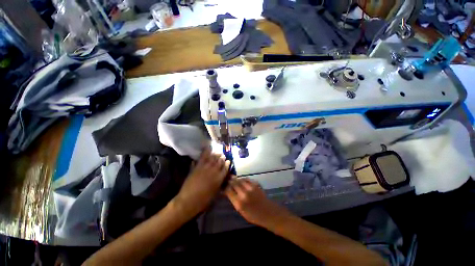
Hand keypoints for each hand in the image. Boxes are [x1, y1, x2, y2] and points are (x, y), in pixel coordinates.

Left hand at [174, 149, 229, 215]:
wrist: (188, 200)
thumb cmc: (203, 200)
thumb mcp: (215, 194)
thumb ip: (220, 185)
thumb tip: (223, 180)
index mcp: (219, 178)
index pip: (225, 168)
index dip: (227, 164)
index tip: (228, 161)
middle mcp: (214, 171)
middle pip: (220, 161)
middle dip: (222, 158)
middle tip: (223, 156)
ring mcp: (206, 168)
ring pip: (213, 158)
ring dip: (216, 154)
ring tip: (217, 153)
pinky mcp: (198, 166)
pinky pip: (203, 157)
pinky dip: (206, 152)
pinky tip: (208, 148)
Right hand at [225, 178, 289, 227]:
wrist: (268, 212)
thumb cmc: (253, 215)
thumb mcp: (241, 211)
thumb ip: (234, 200)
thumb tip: (227, 192)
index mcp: (239, 203)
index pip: (228, 190)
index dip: (225, 187)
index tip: (223, 186)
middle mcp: (244, 194)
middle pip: (233, 183)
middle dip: (229, 181)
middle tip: (227, 179)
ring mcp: (250, 188)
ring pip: (240, 179)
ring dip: (235, 179)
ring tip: (233, 179)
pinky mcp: (255, 184)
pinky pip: (246, 179)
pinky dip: (242, 179)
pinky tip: (241, 180)